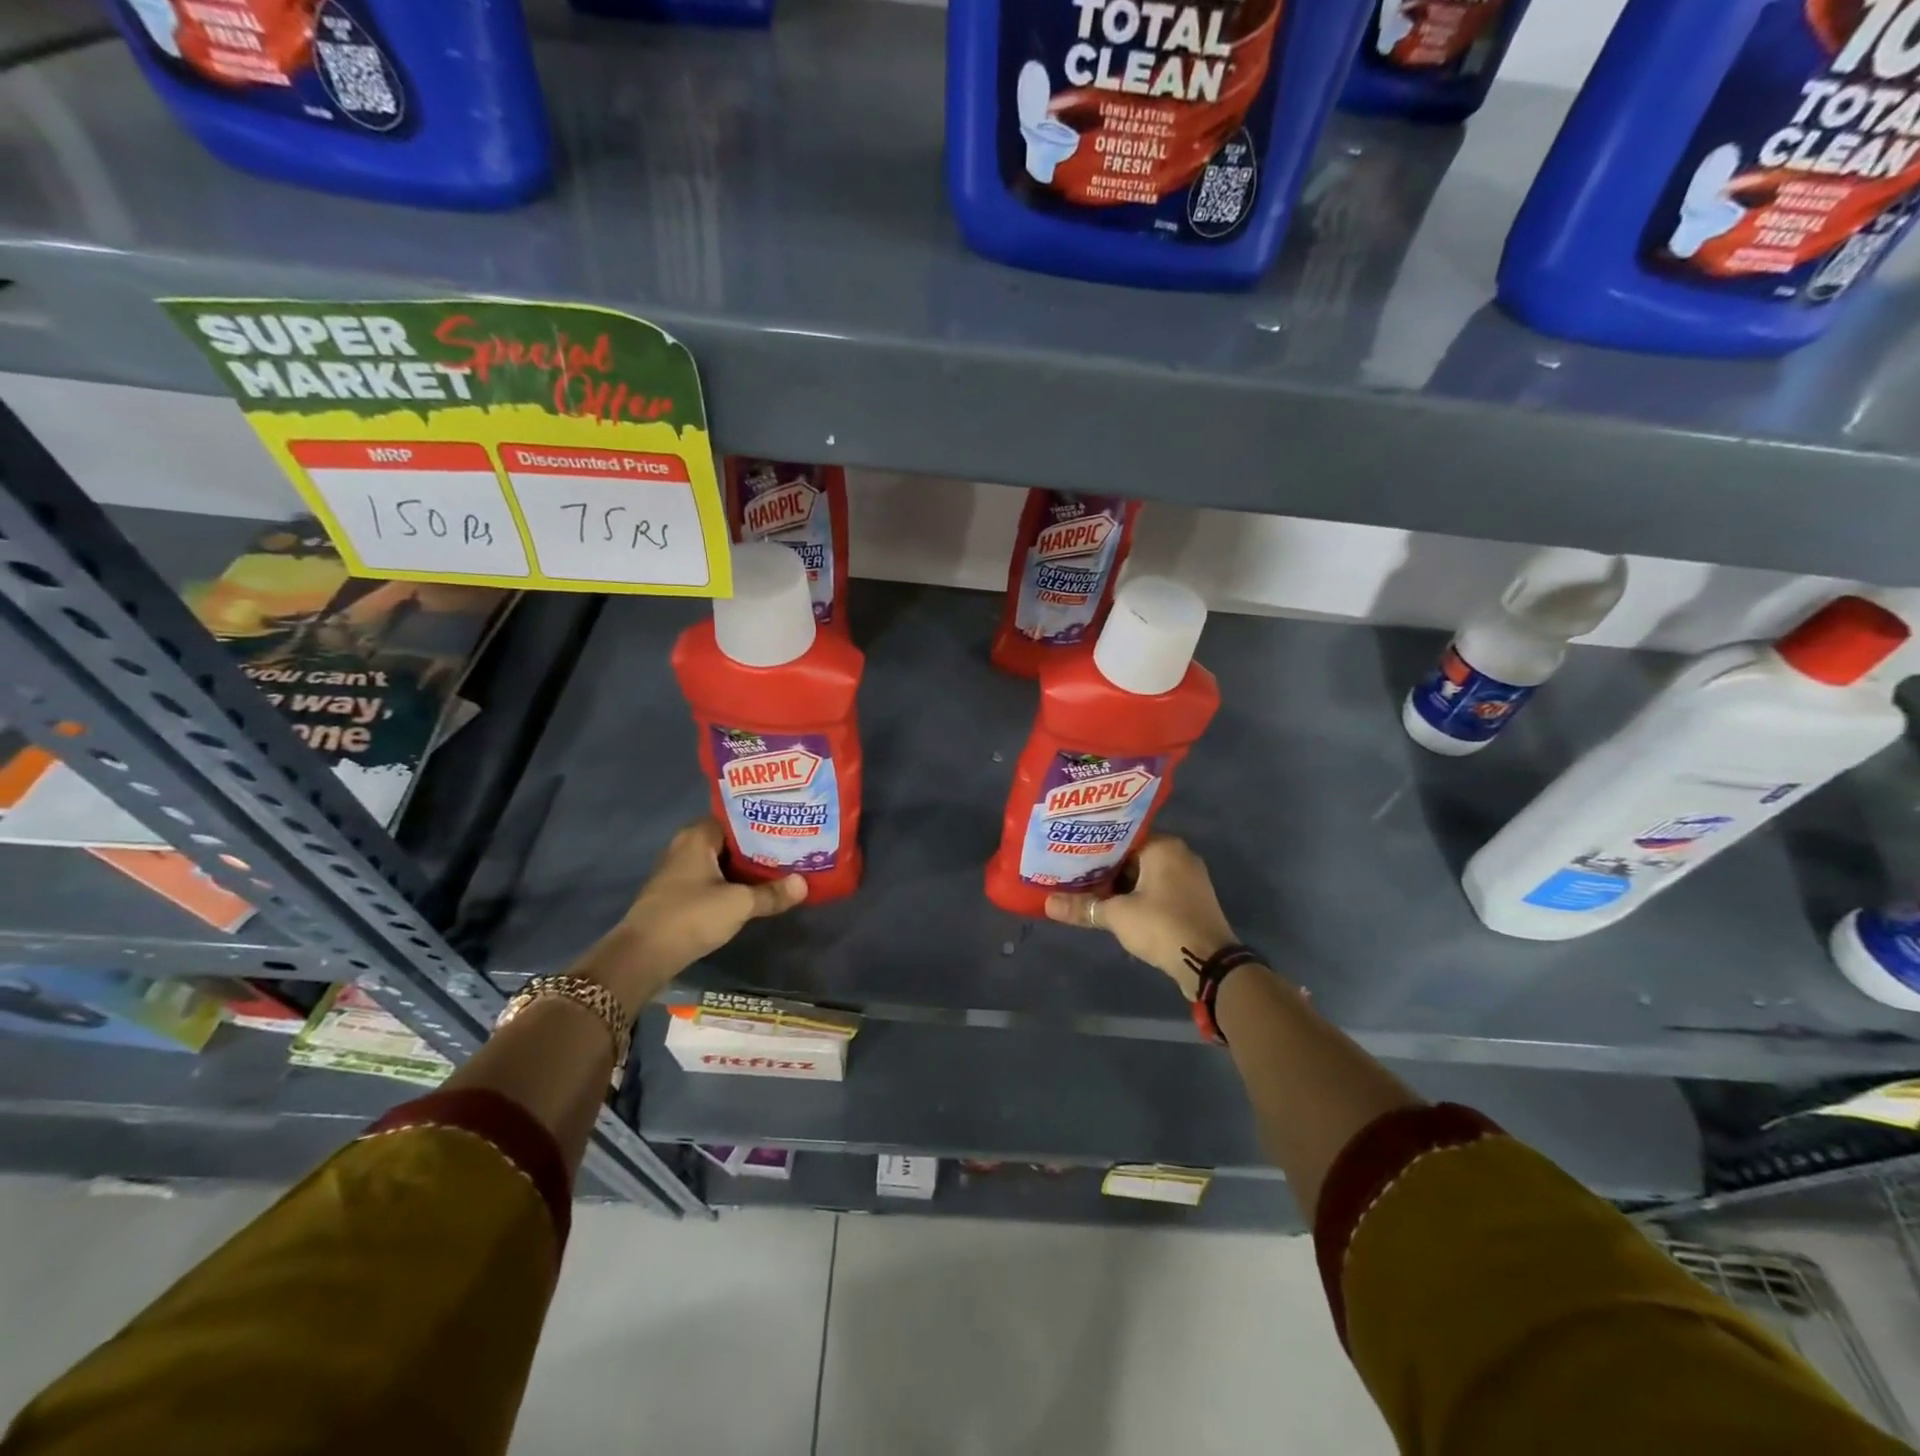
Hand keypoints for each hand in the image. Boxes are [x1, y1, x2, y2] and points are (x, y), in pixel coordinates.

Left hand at [584, 819, 806, 1011]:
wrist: (643, 956)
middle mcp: (685, 847)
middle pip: (729, 840)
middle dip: (757, 846)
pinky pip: (711, 879)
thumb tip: (803, 884)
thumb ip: (771, 893)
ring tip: (779, 868)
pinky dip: (731, 882)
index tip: (786, 825)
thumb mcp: (738, 904)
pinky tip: (753, 891)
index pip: (734, 817)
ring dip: (744, 867)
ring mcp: (678, 871)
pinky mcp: (677, 894)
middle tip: (789, 848)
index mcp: (697, 836)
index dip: (761, 820)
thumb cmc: (690, 916)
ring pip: (720, 861)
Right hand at [1045, 835, 1236, 999]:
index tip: (1069, 852)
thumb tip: (1047, 904)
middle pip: (1132, 855)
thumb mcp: (1117, 915)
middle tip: (1073, 872)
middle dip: (1105, 867)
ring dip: (1121, 884)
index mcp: (1164, 846)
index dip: (1093, 845)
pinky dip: (1137, 896)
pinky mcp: (1192, 900)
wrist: (1209, 964)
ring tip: (1087, 889)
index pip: (1121, 836)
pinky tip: (1114, 906)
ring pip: (1144, 874)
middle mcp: (1179, 854)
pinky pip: (1157, 889)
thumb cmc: (1162, 925)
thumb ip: (1083, 906)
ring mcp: (1189, 878)